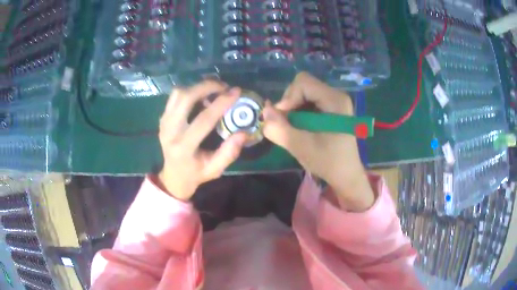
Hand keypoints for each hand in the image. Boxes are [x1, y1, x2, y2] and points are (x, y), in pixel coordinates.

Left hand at [157, 81, 246, 200]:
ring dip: (197, 87)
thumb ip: (229, 153)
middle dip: (207, 86)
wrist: (173, 176)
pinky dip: (189, 91)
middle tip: (224, 86)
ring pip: (178, 93)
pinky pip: (174, 97)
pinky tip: (201, 96)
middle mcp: (170, 132)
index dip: (221, 103)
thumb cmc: (196, 174)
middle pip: (186, 98)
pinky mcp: (162, 118)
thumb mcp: (215, 170)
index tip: (236, 92)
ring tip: (213, 91)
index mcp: (184, 147)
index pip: (203, 119)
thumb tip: (243, 133)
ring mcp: (163, 123)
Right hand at [262, 72, 374, 210]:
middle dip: (290, 103)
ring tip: (294, 128)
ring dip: (293, 109)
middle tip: (287, 125)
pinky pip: (308, 101)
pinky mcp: (331, 108)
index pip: (303, 82)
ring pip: (303, 93)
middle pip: (303, 85)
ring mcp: (335, 101)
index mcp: (335, 100)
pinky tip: (301, 128)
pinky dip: (299, 112)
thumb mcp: (301, 147)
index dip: (288, 98)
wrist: (346, 175)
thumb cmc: (328, 162)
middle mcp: (337, 95)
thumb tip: (264, 110)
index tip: (284, 119)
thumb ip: (280, 129)